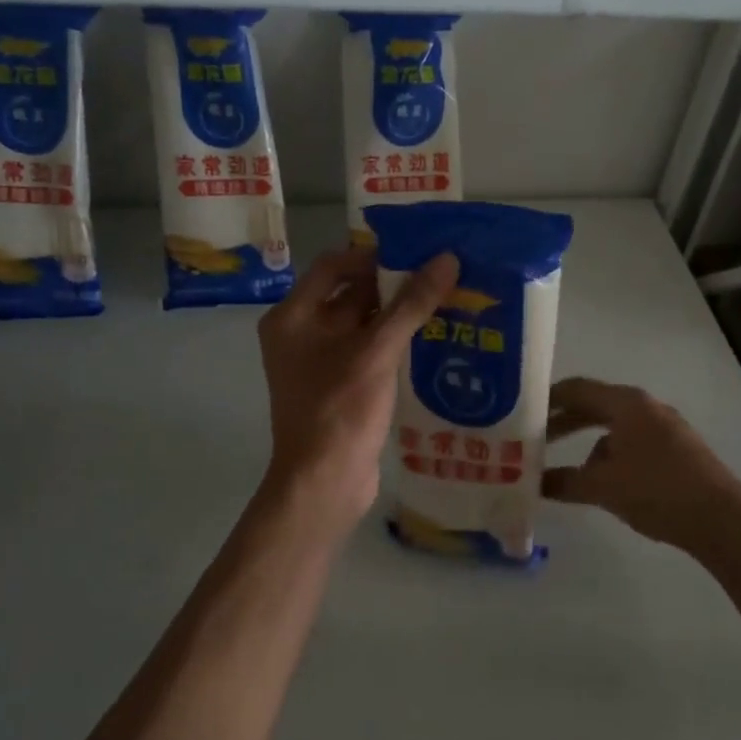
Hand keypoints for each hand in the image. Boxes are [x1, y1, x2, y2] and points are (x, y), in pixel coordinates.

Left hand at [257, 245, 459, 529]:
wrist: (324, 484)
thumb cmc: (340, 409)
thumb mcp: (377, 351)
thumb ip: (411, 304)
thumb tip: (447, 259)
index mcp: (293, 316)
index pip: (333, 266)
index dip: (373, 256)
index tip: (416, 255)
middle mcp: (300, 333)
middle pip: (350, 294)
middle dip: (393, 285)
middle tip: (440, 275)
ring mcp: (319, 362)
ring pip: (363, 325)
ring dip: (399, 315)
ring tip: (446, 301)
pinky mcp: (339, 387)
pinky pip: (368, 352)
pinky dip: (395, 343)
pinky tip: (434, 338)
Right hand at [542, 377, 740, 549]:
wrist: (722, 520)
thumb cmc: (656, 490)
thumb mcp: (602, 487)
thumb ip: (564, 481)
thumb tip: (534, 483)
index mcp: (626, 404)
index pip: (577, 389)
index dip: (548, 399)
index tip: (523, 411)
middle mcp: (646, 407)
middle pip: (596, 406)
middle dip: (565, 422)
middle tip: (536, 438)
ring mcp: (666, 427)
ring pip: (615, 427)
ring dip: (588, 443)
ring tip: (568, 469)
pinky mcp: (678, 450)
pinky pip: (633, 442)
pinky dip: (612, 456)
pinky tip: (606, 483)